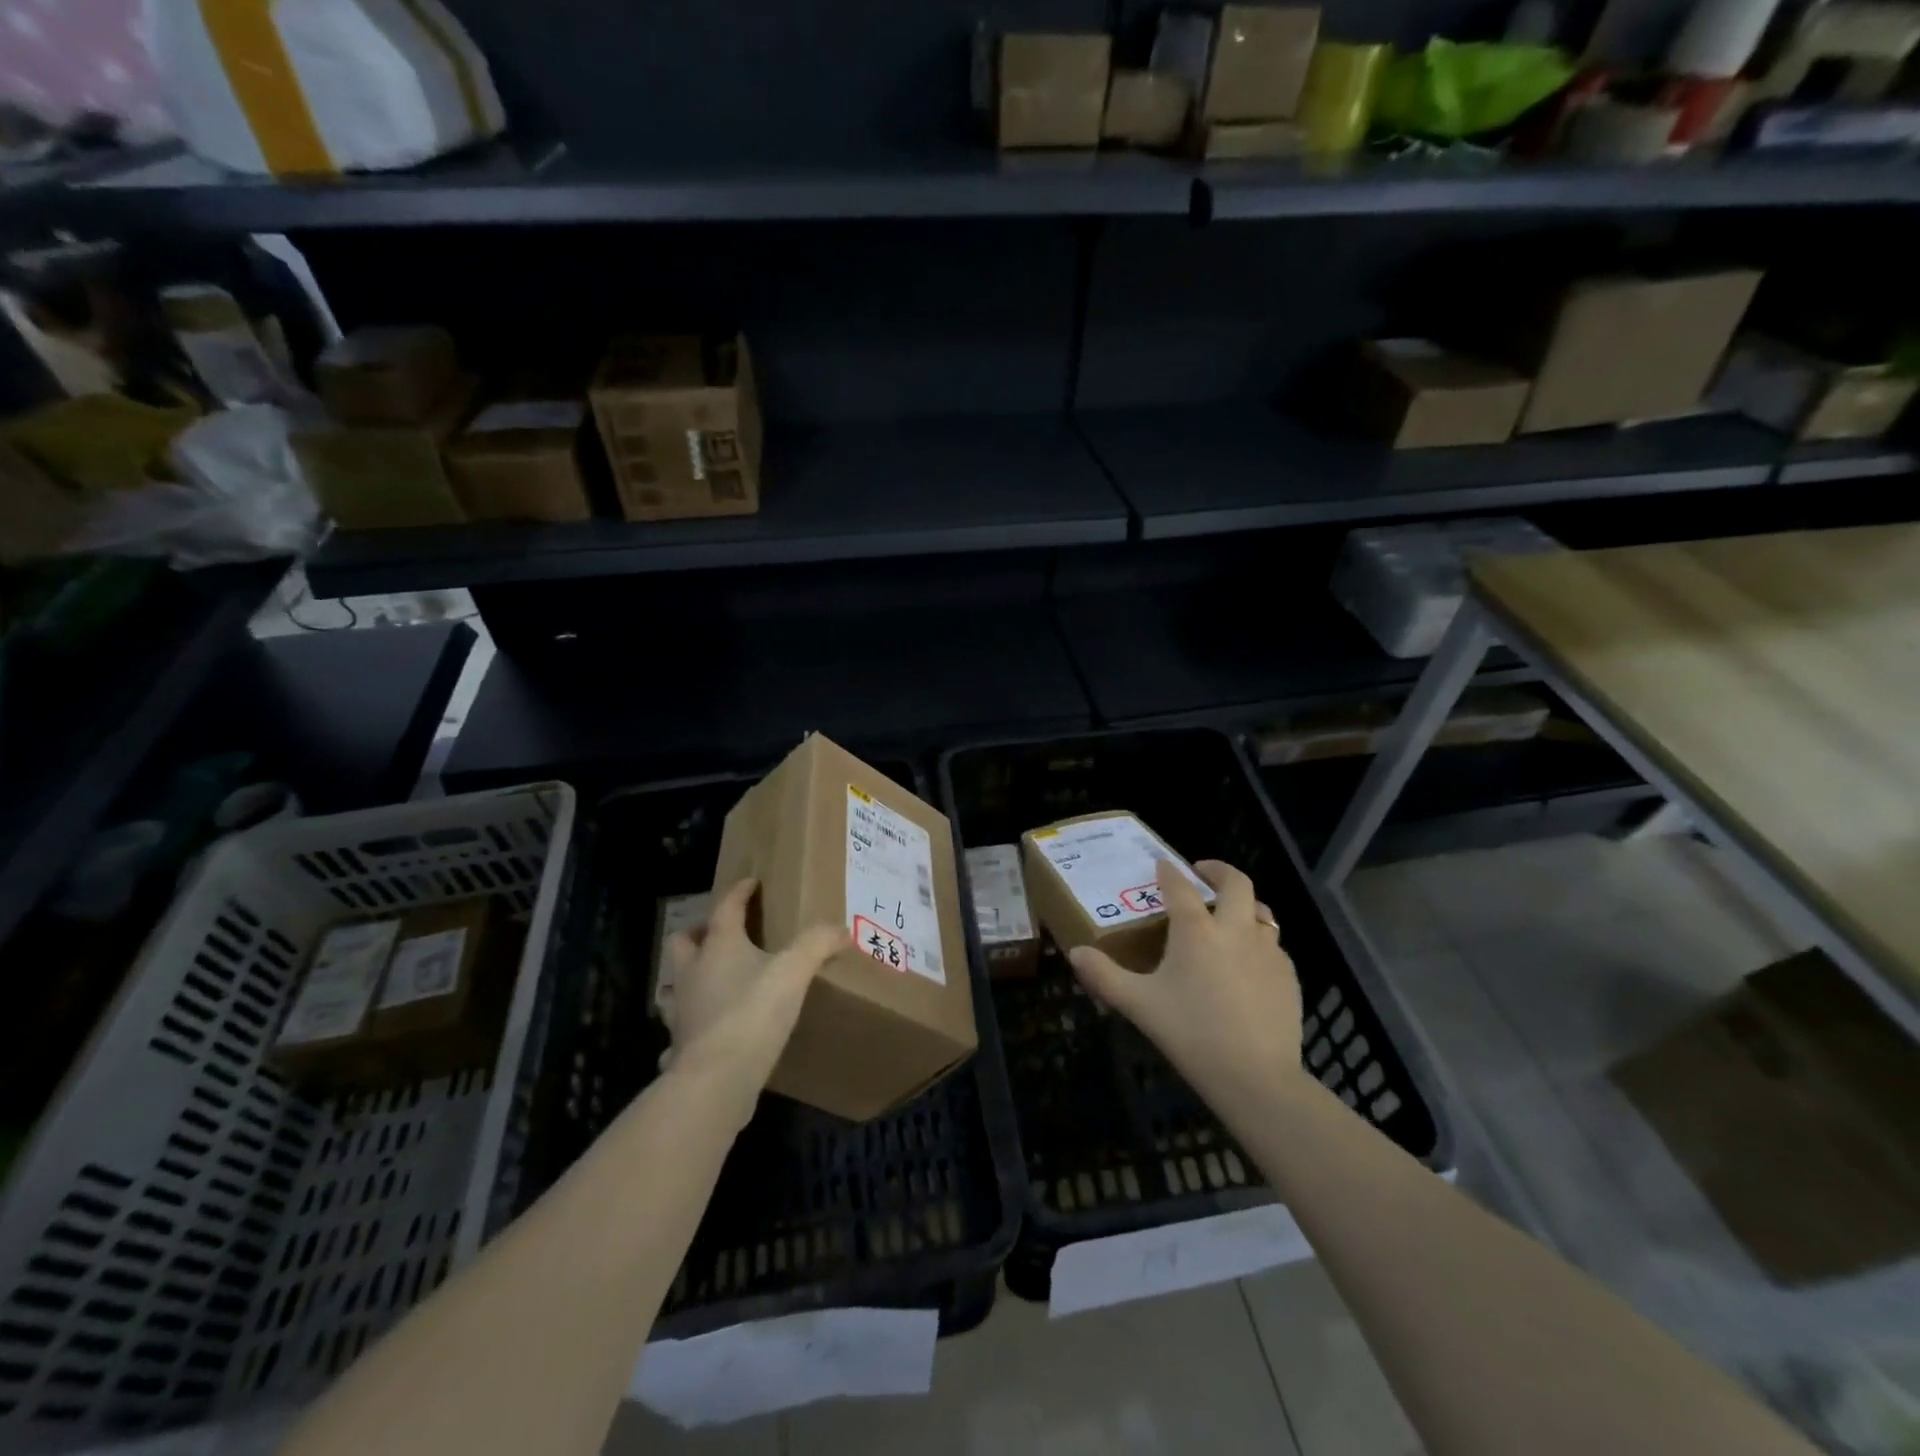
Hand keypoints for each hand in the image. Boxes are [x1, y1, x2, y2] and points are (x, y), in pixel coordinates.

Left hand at [661, 878, 843, 1096]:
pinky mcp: (681, 1047)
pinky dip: (689, 1028)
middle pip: (683, 941)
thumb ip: (817, 944)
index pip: (725, 908)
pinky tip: (704, 1034)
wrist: (716, 1079)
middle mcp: (693, 973)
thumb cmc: (753, 1013)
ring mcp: (681, 1012)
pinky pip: (678, 1032)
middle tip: (720, 933)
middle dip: (698, 932)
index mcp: (719, 947)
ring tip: (711, 981)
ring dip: (689, 978)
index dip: (739, 892)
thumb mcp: (794, 971)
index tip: (751, 883)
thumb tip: (842, 929)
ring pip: (675, 985)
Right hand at [1068, 859, 1304, 1106]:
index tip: (1162, 865)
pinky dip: (1259, 942)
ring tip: (1230, 915)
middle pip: (1236, 883)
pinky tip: (1249, 964)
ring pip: (1261, 911)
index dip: (1168, 872)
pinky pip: (1274, 946)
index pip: (1180, 887)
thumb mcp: (1139, 1005)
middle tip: (1203, 873)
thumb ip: (1104, 976)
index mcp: (1196, 930)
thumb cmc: (1191, 1034)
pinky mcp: (1289, 976)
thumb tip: (1075, 954)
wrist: (1257, 1077)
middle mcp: (1235, 929)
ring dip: (1244, 905)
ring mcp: (1268, 952)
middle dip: (1219, 870)